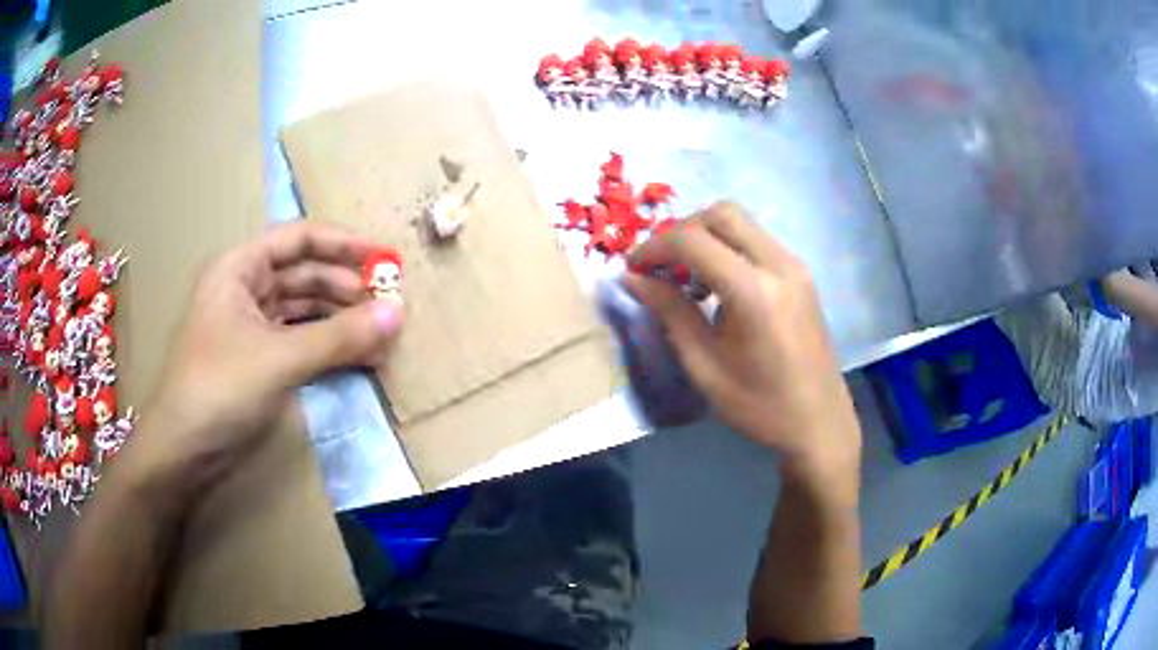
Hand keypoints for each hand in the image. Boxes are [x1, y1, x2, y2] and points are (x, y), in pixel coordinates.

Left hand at [127, 221, 404, 488]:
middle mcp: (246, 289)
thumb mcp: (279, 359)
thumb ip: (339, 336)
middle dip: (347, 289)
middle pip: (306, 275)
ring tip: (382, 337)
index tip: (387, 259)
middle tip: (390, 308)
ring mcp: (253, 327)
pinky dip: (329, 348)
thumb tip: (398, 313)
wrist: (183, 453)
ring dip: (341, 321)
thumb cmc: (219, 389)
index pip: (300, 239)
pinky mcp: (260, 361)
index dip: (344, 244)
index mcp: (240, 268)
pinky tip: (358, 358)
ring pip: (306, 311)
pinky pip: (301, 342)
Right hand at [625, 202, 860, 494]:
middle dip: (681, 230)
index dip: (654, 247)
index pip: (692, 241)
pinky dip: (729, 247)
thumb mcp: (704, 365)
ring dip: (706, 236)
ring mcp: (795, 265)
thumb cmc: (759, 405)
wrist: (819, 422)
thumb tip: (633, 278)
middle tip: (661, 265)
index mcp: (753, 291)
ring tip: (687, 276)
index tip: (633, 268)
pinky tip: (719, 284)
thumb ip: (669, 312)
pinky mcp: (801, 273)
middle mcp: (778, 264)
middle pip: (721, 214)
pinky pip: (757, 239)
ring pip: (741, 222)